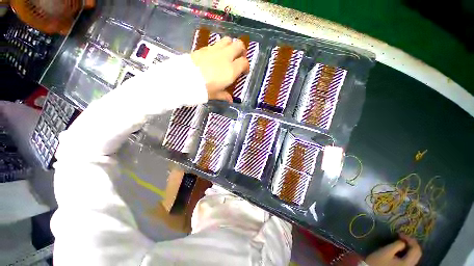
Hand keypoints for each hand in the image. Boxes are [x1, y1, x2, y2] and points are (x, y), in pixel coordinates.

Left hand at [191, 37, 249, 102]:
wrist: (187, 78)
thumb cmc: (205, 89)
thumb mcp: (216, 94)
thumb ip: (225, 95)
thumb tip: (230, 100)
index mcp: (231, 70)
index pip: (244, 62)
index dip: (246, 66)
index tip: (244, 71)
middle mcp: (226, 57)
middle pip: (239, 45)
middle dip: (242, 50)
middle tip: (239, 57)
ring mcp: (215, 50)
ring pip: (228, 40)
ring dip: (231, 45)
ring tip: (229, 53)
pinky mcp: (205, 47)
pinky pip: (216, 43)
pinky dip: (219, 47)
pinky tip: (216, 55)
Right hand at [365, 234, 421, 265]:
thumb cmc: (378, 261)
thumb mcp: (386, 251)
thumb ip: (396, 245)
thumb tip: (402, 241)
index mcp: (408, 263)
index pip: (416, 249)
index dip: (410, 240)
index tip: (400, 234)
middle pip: (417, 253)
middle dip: (412, 244)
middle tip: (403, 237)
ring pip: (414, 256)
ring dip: (410, 248)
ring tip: (402, 242)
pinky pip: (410, 259)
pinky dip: (408, 252)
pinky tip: (401, 250)